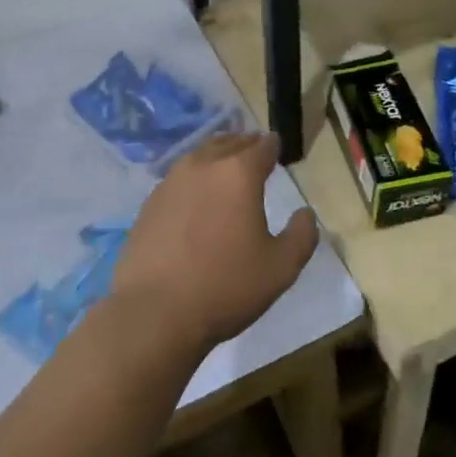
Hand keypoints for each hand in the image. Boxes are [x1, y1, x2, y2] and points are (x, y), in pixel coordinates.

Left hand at [109, 133, 317, 353]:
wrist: (154, 313)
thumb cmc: (225, 287)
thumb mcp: (281, 268)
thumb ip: (302, 235)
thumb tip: (305, 213)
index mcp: (239, 174)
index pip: (262, 146)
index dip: (273, 145)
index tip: (277, 147)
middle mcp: (203, 166)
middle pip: (228, 143)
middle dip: (244, 144)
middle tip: (254, 150)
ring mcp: (171, 182)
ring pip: (200, 155)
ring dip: (217, 155)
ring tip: (225, 166)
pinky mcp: (150, 202)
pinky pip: (178, 177)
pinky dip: (193, 177)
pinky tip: (195, 196)